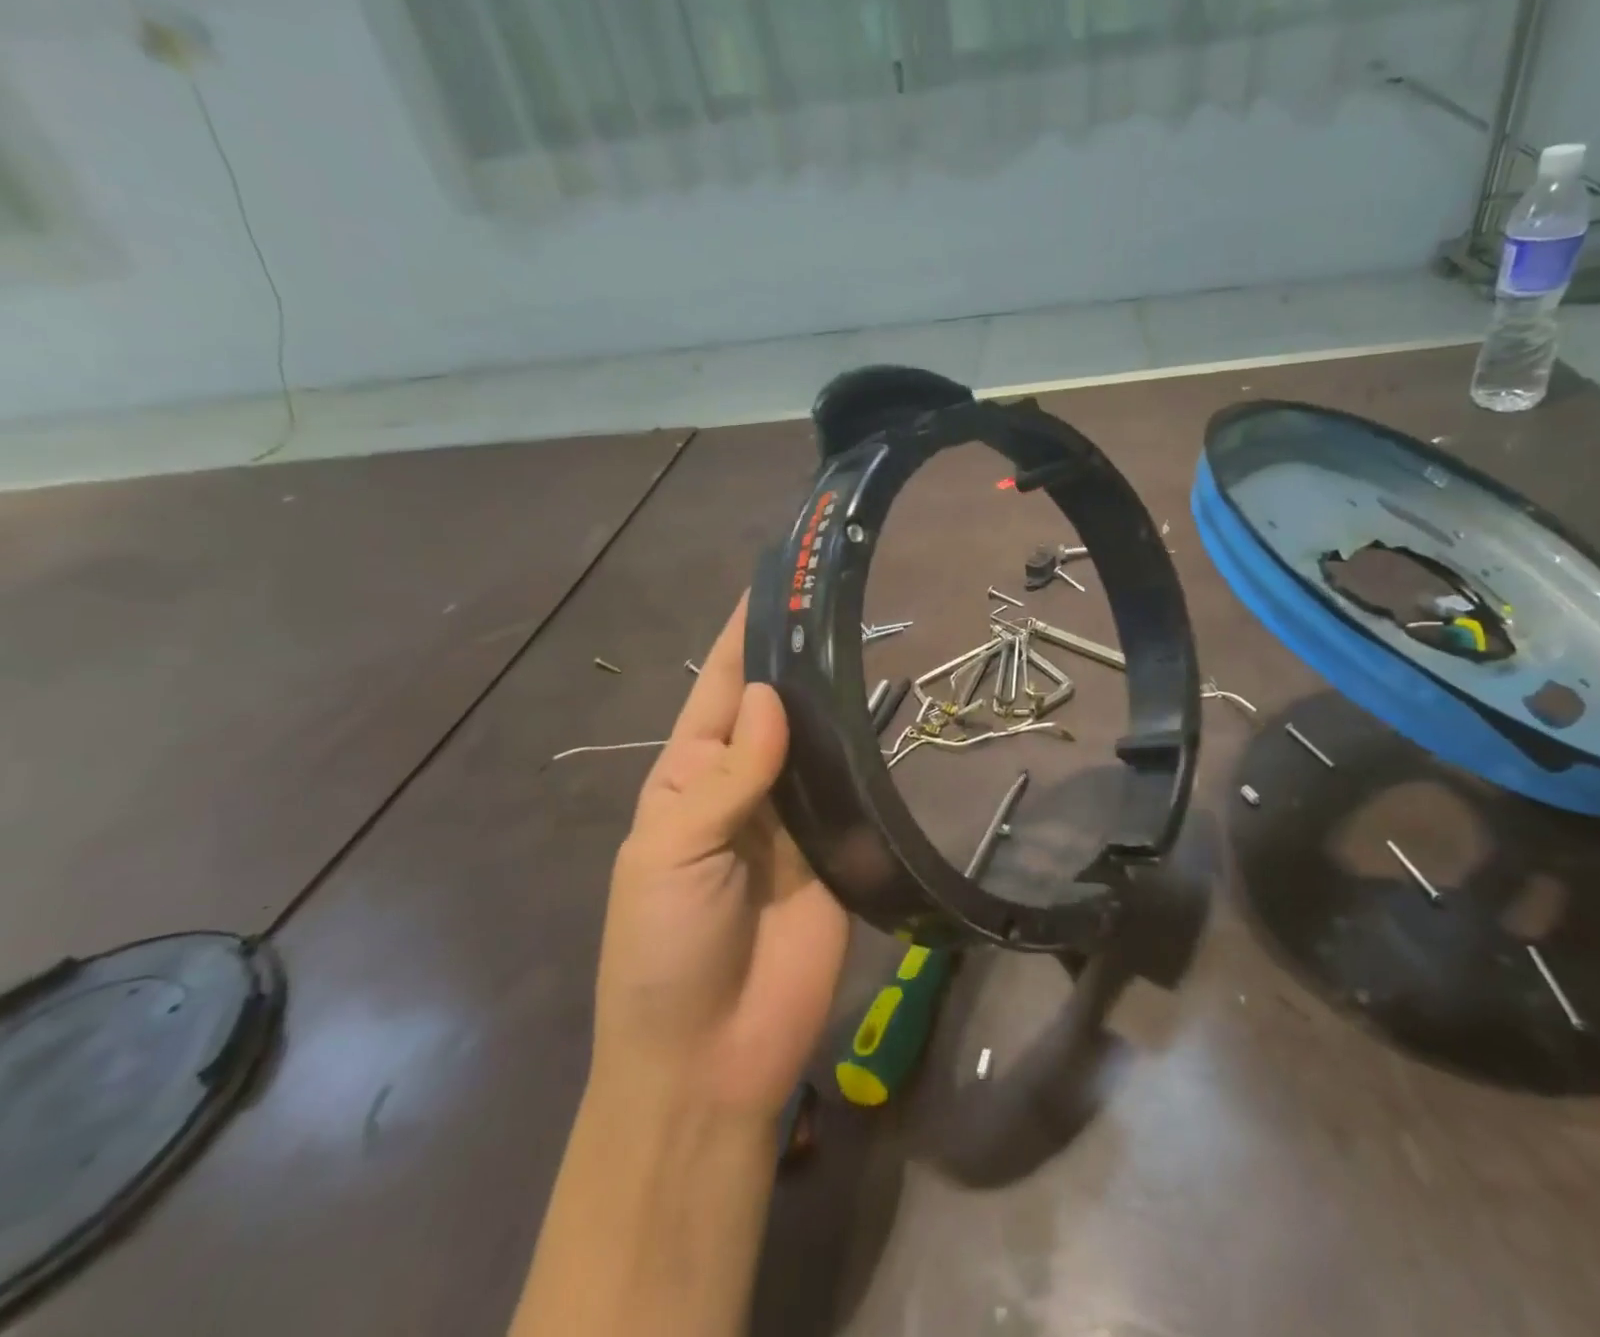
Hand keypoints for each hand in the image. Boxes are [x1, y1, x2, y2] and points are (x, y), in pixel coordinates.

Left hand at [593, 597, 848, 1117]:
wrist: (711, 1058)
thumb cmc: (663, 951)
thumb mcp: (669, 855)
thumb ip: (726, 778)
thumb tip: (771, 699)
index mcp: (690, 779)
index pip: (721, 690)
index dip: (744, 638)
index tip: (776, 584)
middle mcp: (746, 786)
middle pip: (777, 709)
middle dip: (800, 660)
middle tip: (844, 605)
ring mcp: (796, 818)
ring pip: (820, 744)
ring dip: (838, 702)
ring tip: (874, 644)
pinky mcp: (839, 848)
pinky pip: (852, 793)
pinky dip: (868, 758)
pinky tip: (893, 719)